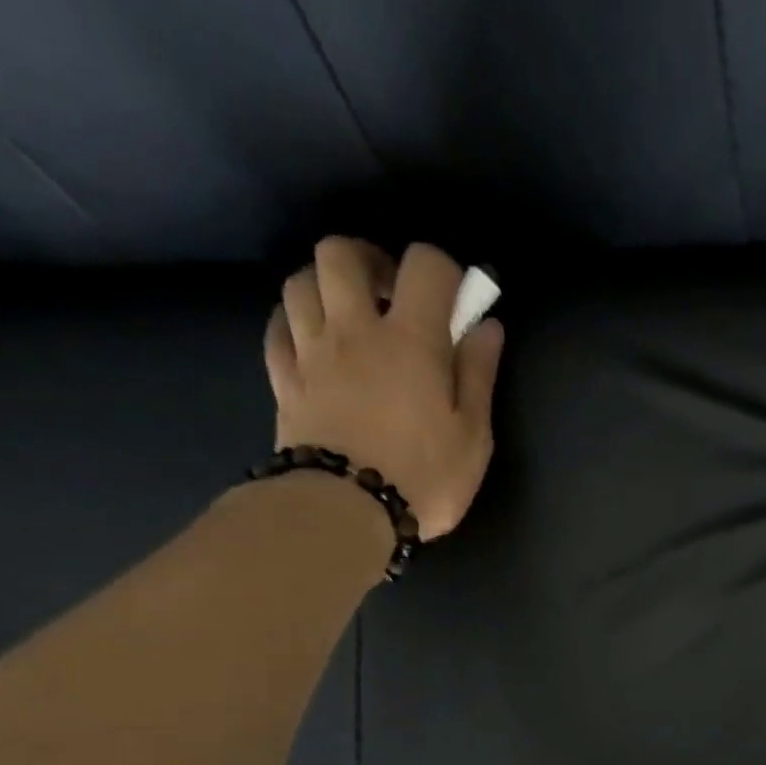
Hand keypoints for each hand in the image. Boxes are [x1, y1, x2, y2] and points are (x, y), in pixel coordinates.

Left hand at [265, 237, 505, 538]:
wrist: (344, 511)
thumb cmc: (423, 477)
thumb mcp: (473, 435)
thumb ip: (478, 375)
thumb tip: (487, 327)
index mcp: (411, 339)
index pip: (425, 265)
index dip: (444, 270)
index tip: (456, 300)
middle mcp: (354, 329)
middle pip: (341, 253)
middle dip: (370, 261)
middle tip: (392, 295)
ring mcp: (311, 352)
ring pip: (301, 281)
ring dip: (328, 286)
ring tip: (352, 317)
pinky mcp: (284, 379)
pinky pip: (279, 326)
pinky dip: (297, 321)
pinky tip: (316, 341)